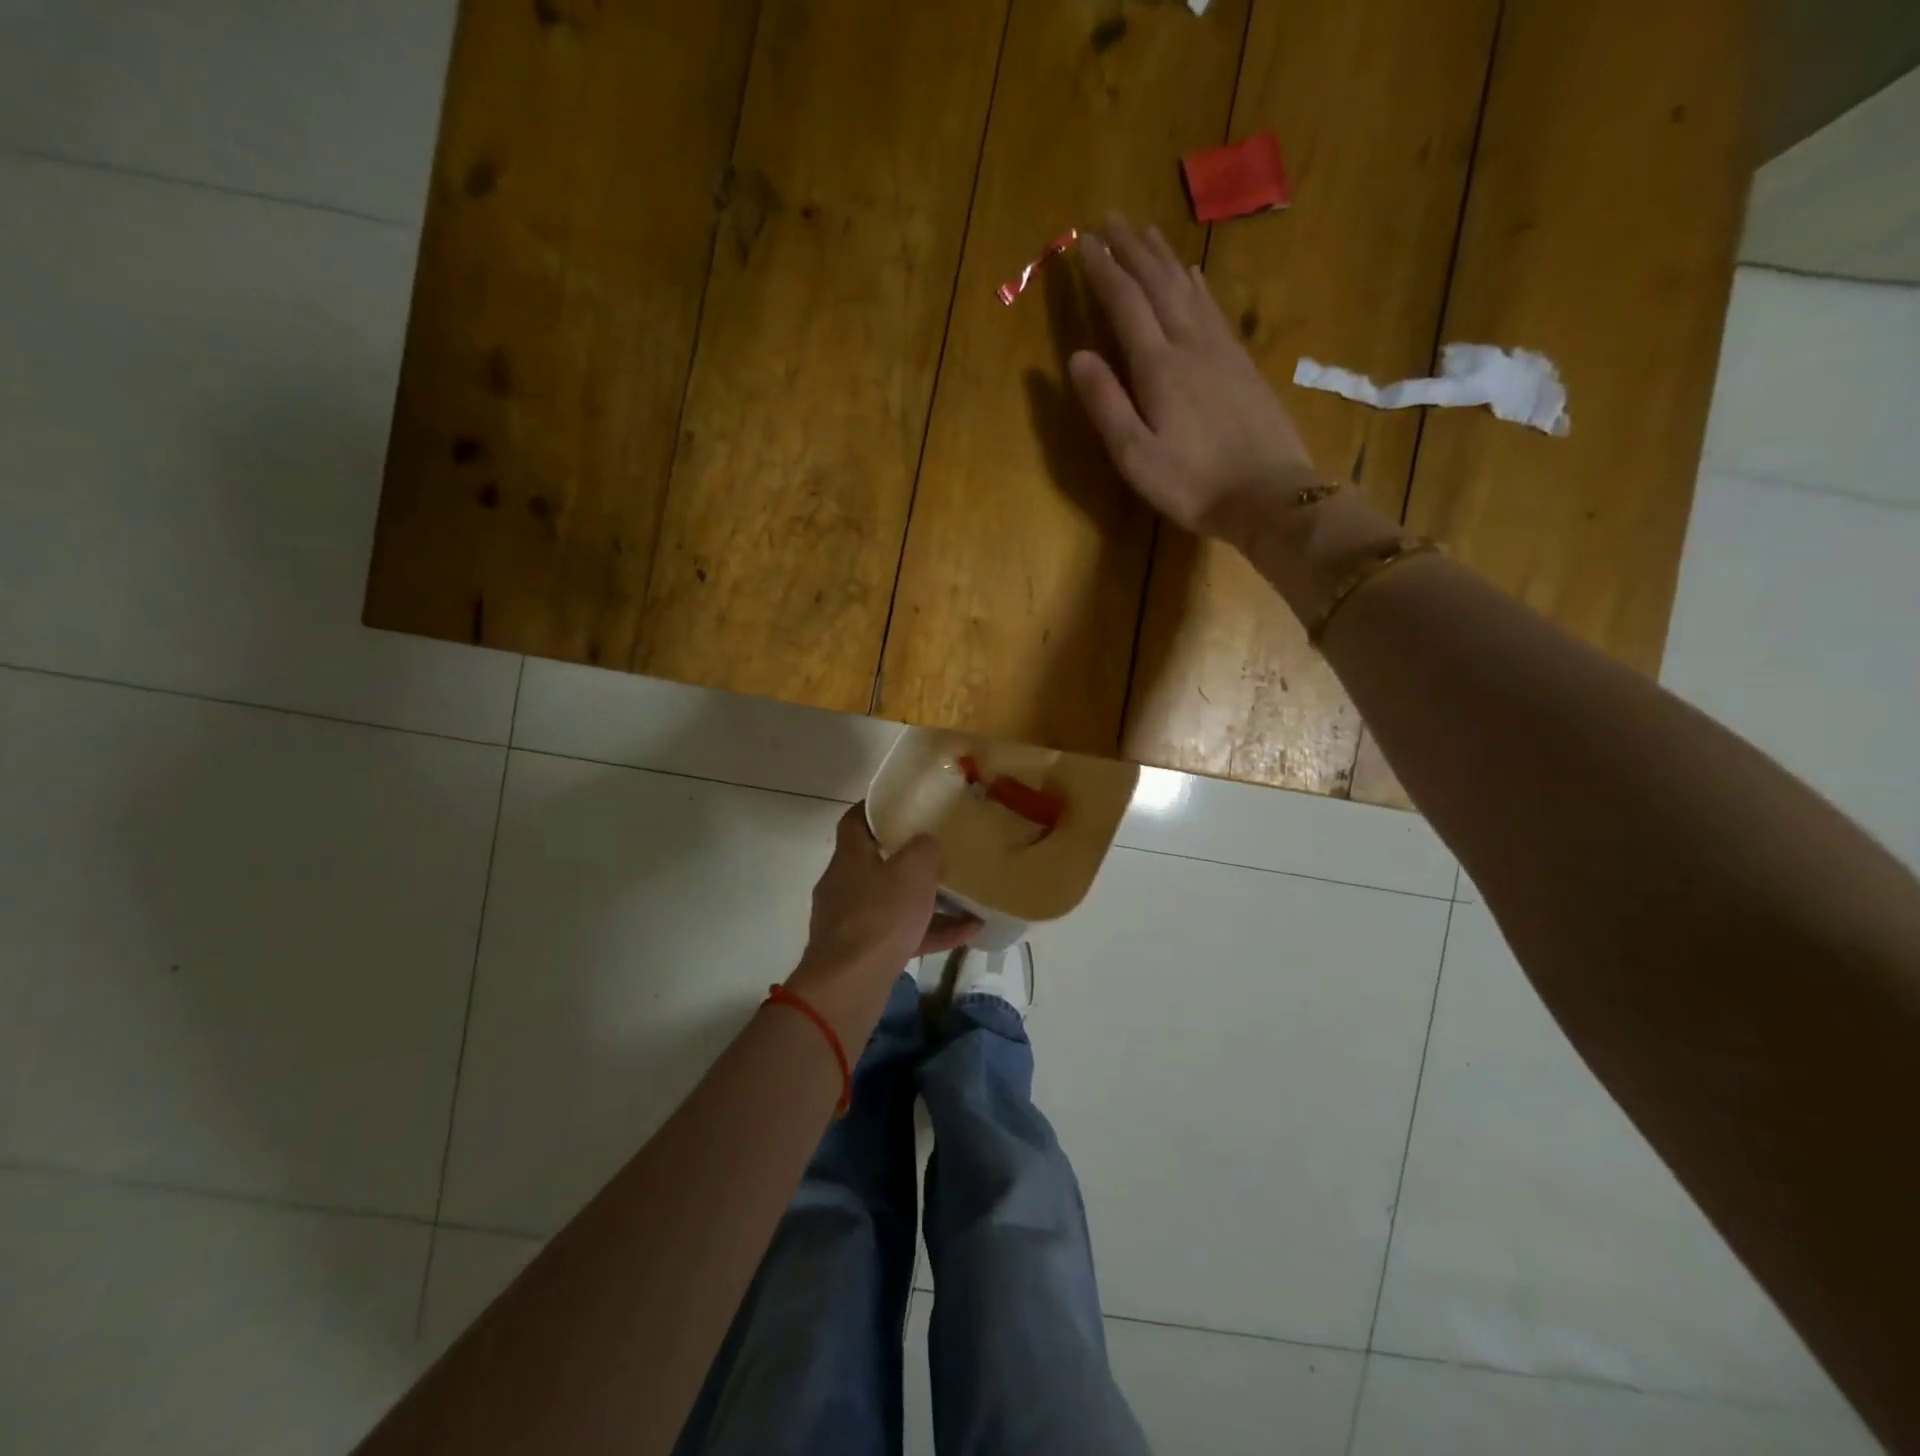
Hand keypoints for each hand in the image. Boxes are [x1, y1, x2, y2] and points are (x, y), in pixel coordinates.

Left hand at [797, 807, 977, 988]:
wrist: (849, 986)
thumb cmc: (879, 916)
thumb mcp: (913, 870)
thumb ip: (925, 849)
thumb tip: (927, 844)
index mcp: (850, 857)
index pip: (856, 820)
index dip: (877, 809)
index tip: (903, 804)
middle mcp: (844, 885)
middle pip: (875, 862)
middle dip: (906, 857)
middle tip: (938, 850)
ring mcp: (850, 922)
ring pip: (891, 901)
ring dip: (924, 899)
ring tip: (962, 895)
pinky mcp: (862, 954)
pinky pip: (901, 935)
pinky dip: (929, 932)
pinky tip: (967, 932)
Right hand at [1068, 214, 1317, 544]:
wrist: (1268, 495)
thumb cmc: (1191, 483)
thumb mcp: (1135, 455)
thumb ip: (1105, 404)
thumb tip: (1077, 355)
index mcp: (1159, 366)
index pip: (1125, 304)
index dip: (1104, 271)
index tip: (1086, 240)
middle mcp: (1190, 344)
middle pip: (1158, 284)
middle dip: (1132, 250)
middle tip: (1111, 218)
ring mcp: (1221, 350)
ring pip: (1188, 289)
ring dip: (1163, 258)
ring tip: (1146, 233)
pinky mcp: (1241, 363)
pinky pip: (1213, 308)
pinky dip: (1196, 284)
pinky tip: (1192, 275)